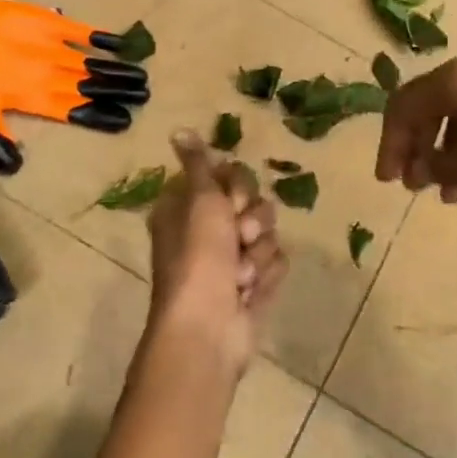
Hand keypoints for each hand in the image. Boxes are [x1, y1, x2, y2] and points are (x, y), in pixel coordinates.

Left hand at [144, 131, 287, 376]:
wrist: (208, 327)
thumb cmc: (198, 258)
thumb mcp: (199, 200)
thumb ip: (198, 163)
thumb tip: (179, 129)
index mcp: (188, 207)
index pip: (228, 176)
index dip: (237, 187)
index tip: (231, 200)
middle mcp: (209, 230)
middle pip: (254, 202)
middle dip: (254, 221)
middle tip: (240, 236)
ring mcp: (232, 259)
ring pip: (269, 233)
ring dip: (258, 253)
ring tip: (241, 275)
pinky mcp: (253, 284)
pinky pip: (277, 262)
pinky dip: (266, 276)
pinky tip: (249, 293)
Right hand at [375, 52, 456, 210]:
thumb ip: (440, 167)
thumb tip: (416, 165)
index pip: (403, 107)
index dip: (390, 145)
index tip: (389, 181)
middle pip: (426, 105)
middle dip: (414, 146)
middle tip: (412, 185)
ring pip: (454, 111)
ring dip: (442, 149)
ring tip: (445, 193)